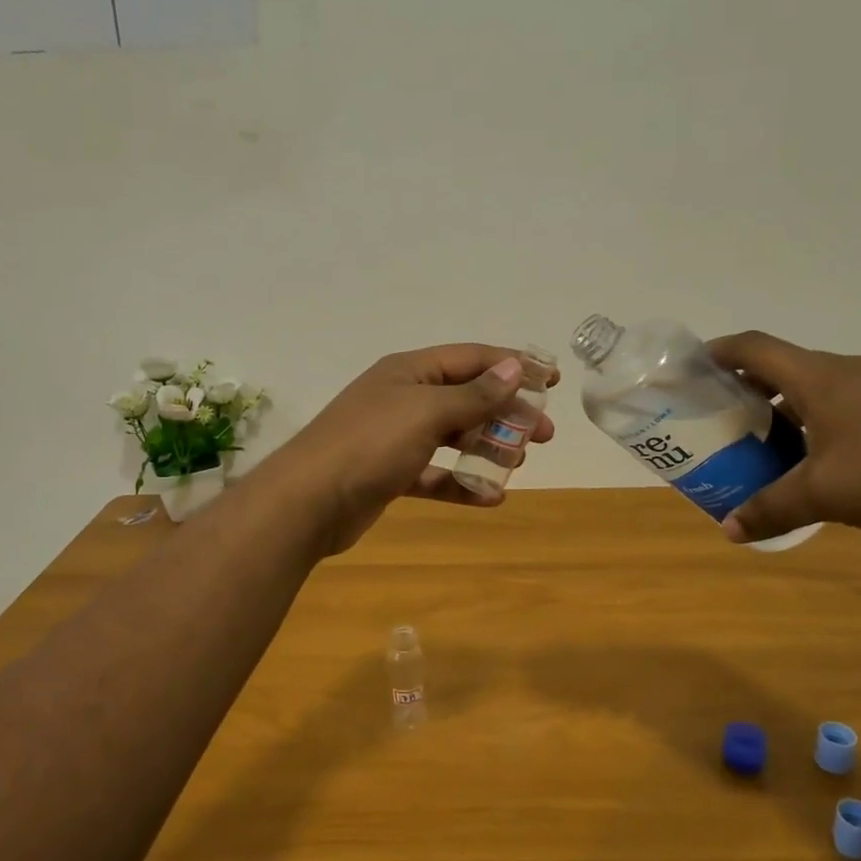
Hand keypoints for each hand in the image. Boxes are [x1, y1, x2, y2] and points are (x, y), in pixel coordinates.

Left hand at [267, 344, 557, 553]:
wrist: (308, 501)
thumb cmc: (370, 444)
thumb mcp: (426, 412)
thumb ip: (473, 394)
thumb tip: (513, 366)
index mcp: (409, 371)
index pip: (471, 358)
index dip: (513, 365)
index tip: (553, 379)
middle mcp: (403, 398)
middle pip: (466, 398)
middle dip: (506, 413)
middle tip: (544, 433)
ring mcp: (395, 437)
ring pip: (453, 437)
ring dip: (488, 447)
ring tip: (518, 462)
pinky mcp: (390, 474)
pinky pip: (435, 474)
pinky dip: (462, 483)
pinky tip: (491, 497)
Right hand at [705, 332, 860, 543]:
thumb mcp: (827, 495)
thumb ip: (772, 509)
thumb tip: (729, 530)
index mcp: (819, 378)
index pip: (754, 347)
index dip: (719, 351)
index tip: (693, 366)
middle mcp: (851, 370)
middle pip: (785, 368)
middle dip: (749, 390)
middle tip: (725, 421)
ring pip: (821, 388)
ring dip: (789, 409)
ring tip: (771, 446)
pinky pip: (852, 403)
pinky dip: (825, 421)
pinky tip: (830, 460)